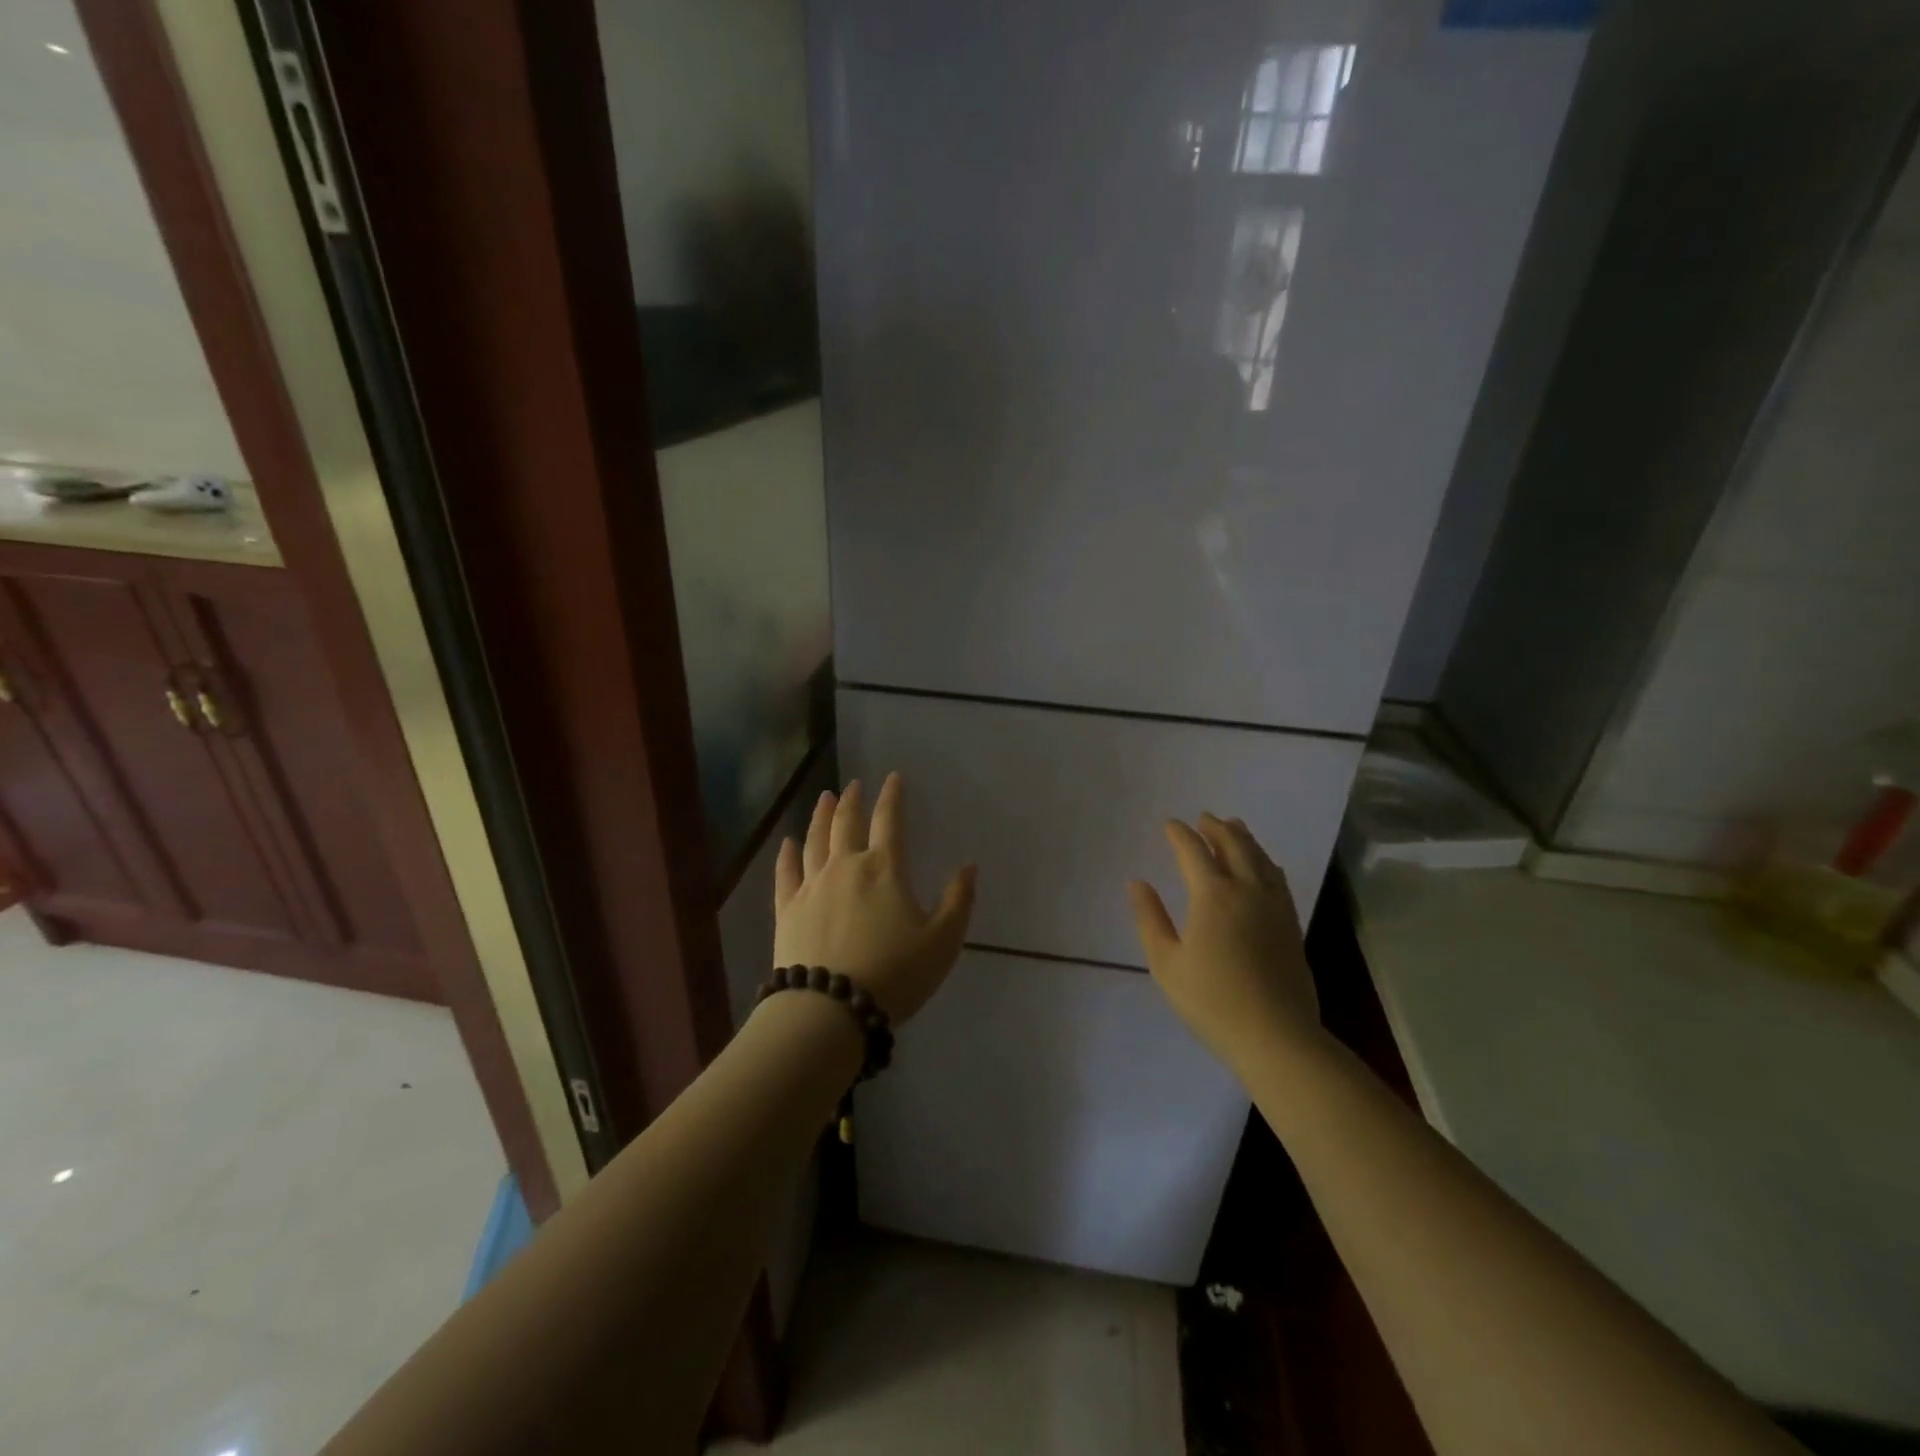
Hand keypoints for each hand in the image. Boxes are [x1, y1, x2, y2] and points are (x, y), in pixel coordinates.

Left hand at [773, 773, 977, 1023]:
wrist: (830, 1009)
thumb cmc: (894, 974)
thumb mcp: (942, 941)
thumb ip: (958, 900)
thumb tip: (969, 865)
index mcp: (884, 869)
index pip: (889, 820)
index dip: (892, 796)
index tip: (893, 778)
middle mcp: (845, 867)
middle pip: (846, 823)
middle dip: (852, 801)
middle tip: (853, 785)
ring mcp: (811, 886)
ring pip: (814, 841)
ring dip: (820, 817)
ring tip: (824, 799)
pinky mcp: (787, 910)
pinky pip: (785, 874)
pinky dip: (786, 855)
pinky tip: (787, 843)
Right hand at [1128, 813, 1319, 1070]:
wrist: (1276, 1036)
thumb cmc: (1211, 1000)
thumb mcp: (1166, 962)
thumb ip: (1150, 918)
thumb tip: (1138, 883)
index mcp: (1213, 895)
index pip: (1194, 851)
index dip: (1180, 834)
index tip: (1169, 824)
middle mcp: (1247, 890)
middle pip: (1234, 845)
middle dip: (1216, 828)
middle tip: (1204, 818)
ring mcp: (1275, 906)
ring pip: (1260, 858)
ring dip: (1244, 838)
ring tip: (1234, 828)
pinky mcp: (1291, 924)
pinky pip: (1277, 878)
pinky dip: (1265, 861)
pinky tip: (1263, 866)